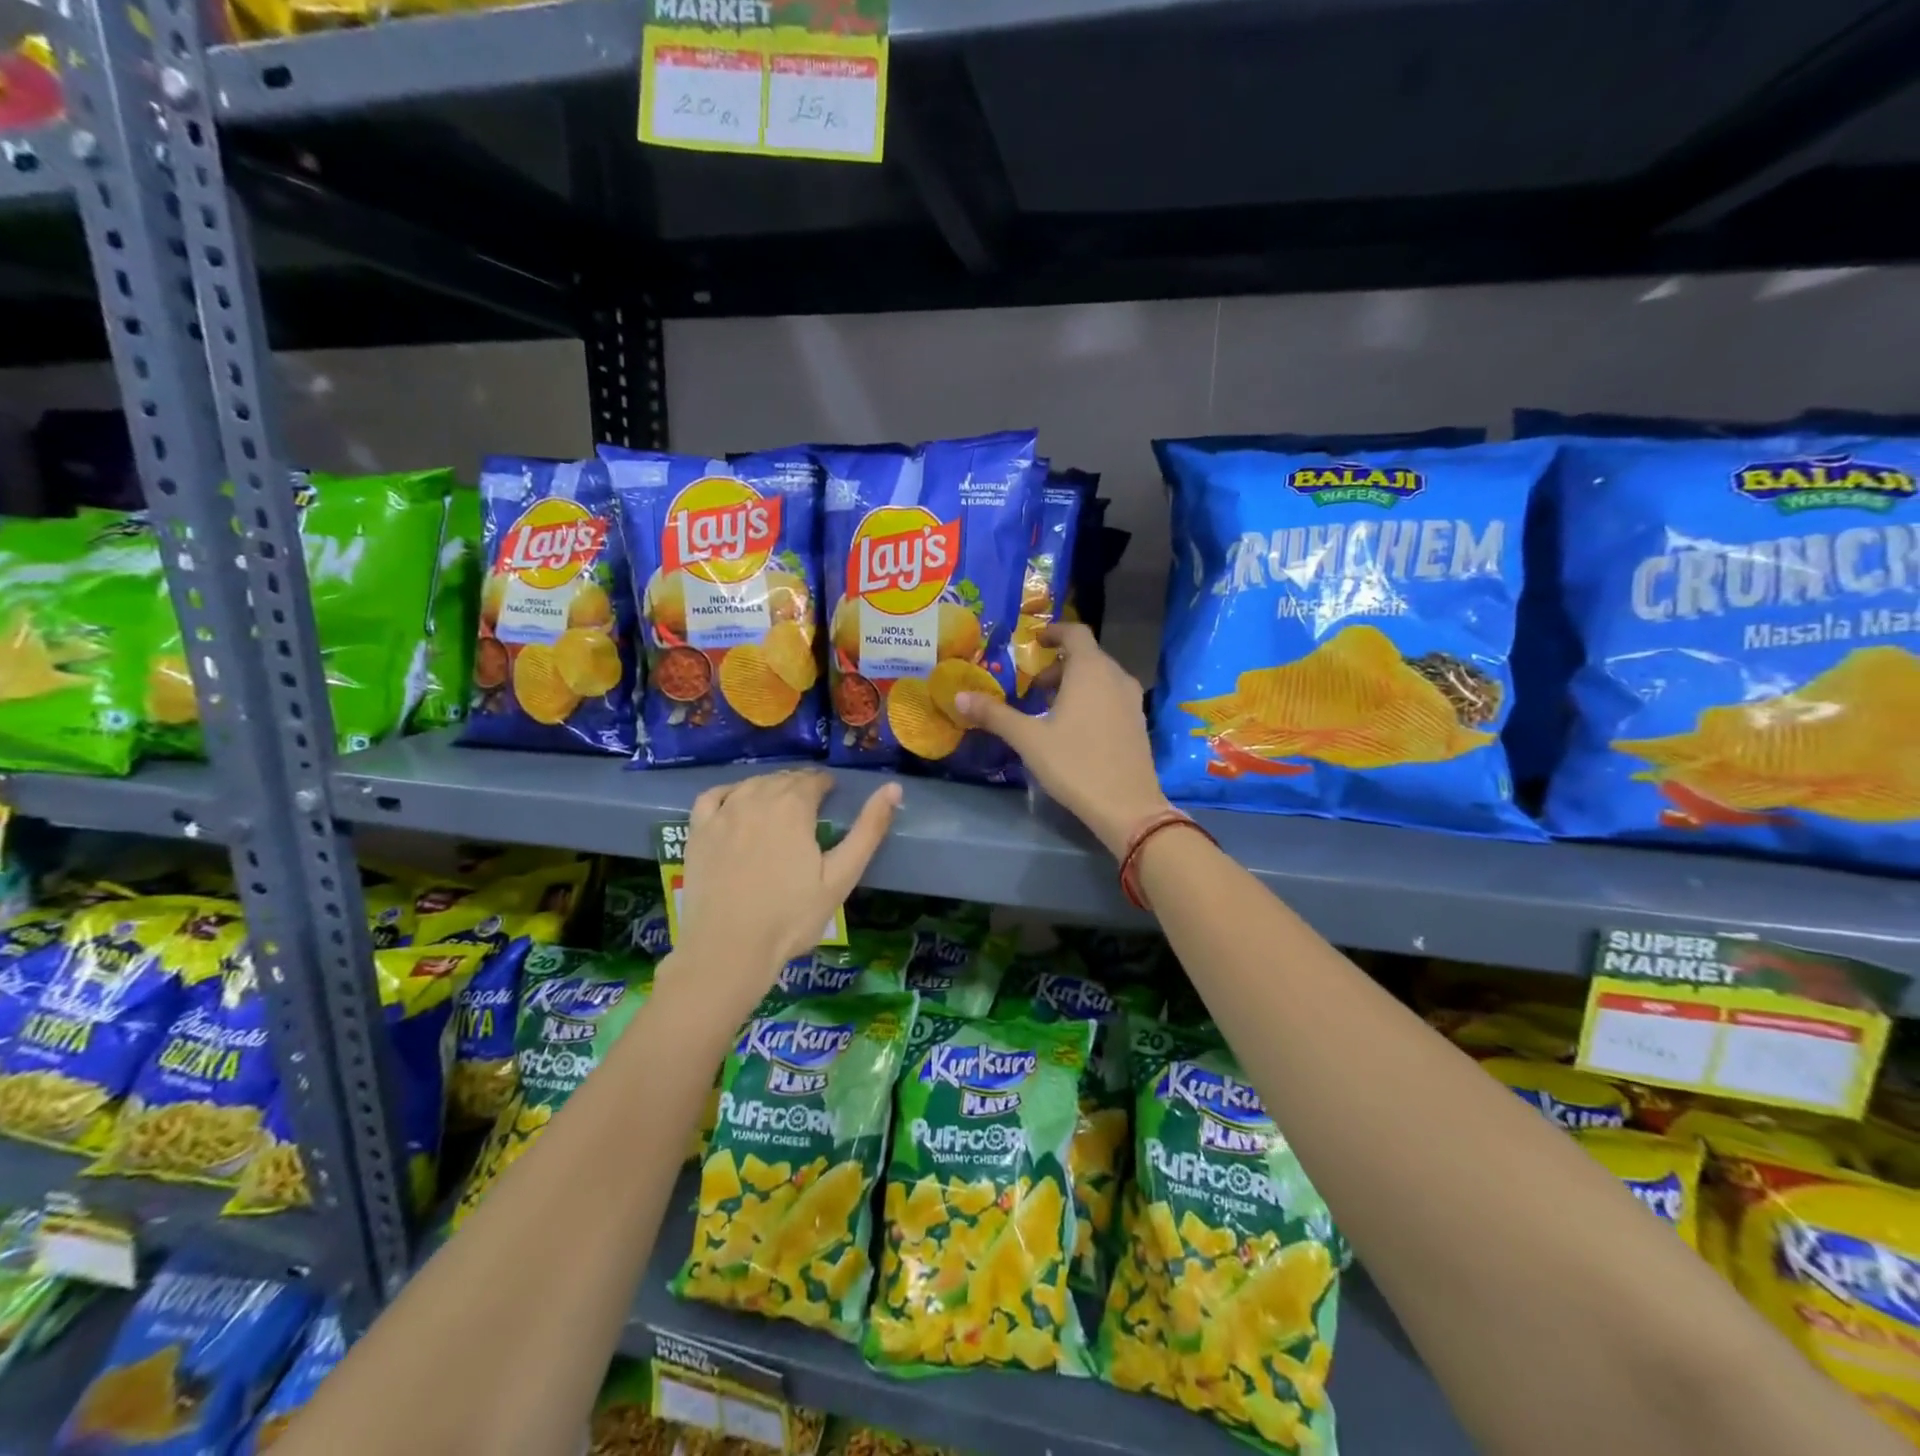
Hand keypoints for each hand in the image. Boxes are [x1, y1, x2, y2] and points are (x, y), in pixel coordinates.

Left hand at [675, 769, 899, 1006]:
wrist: (728, 948)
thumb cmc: (791, 916)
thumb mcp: (841, 876)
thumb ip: (868, 830)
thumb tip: (893, 788)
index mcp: (794, 807)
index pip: (813, 780)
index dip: (826, 785)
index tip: (832, 796)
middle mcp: (757, 799)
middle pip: (783, 779)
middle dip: (800, 785)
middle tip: (811, 804)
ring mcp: (723, 813)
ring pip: (751, 784)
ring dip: (770, 787)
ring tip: (780, 804)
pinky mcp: (698, 832)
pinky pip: (713, 796)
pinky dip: (730, 792)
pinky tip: (736, 802)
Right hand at [954, 623, 1171, 857]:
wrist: (1127, 806)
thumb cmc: (1075, 764)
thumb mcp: (1028, 739)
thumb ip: (995, 714)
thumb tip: (959, 696)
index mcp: (1091, 670)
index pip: (1075, 632)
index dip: (1053, 632)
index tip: (1034, 643)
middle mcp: (1116, 676)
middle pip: (1087, 656)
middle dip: (1057, 666)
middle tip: (1032, 688)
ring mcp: (1132, 700)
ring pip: (1100, 678)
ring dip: (1074, 684)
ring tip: (1049, 709)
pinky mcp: (1138, 722)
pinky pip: (1111, 697)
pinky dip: (1091, 699)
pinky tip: (1074, 728)